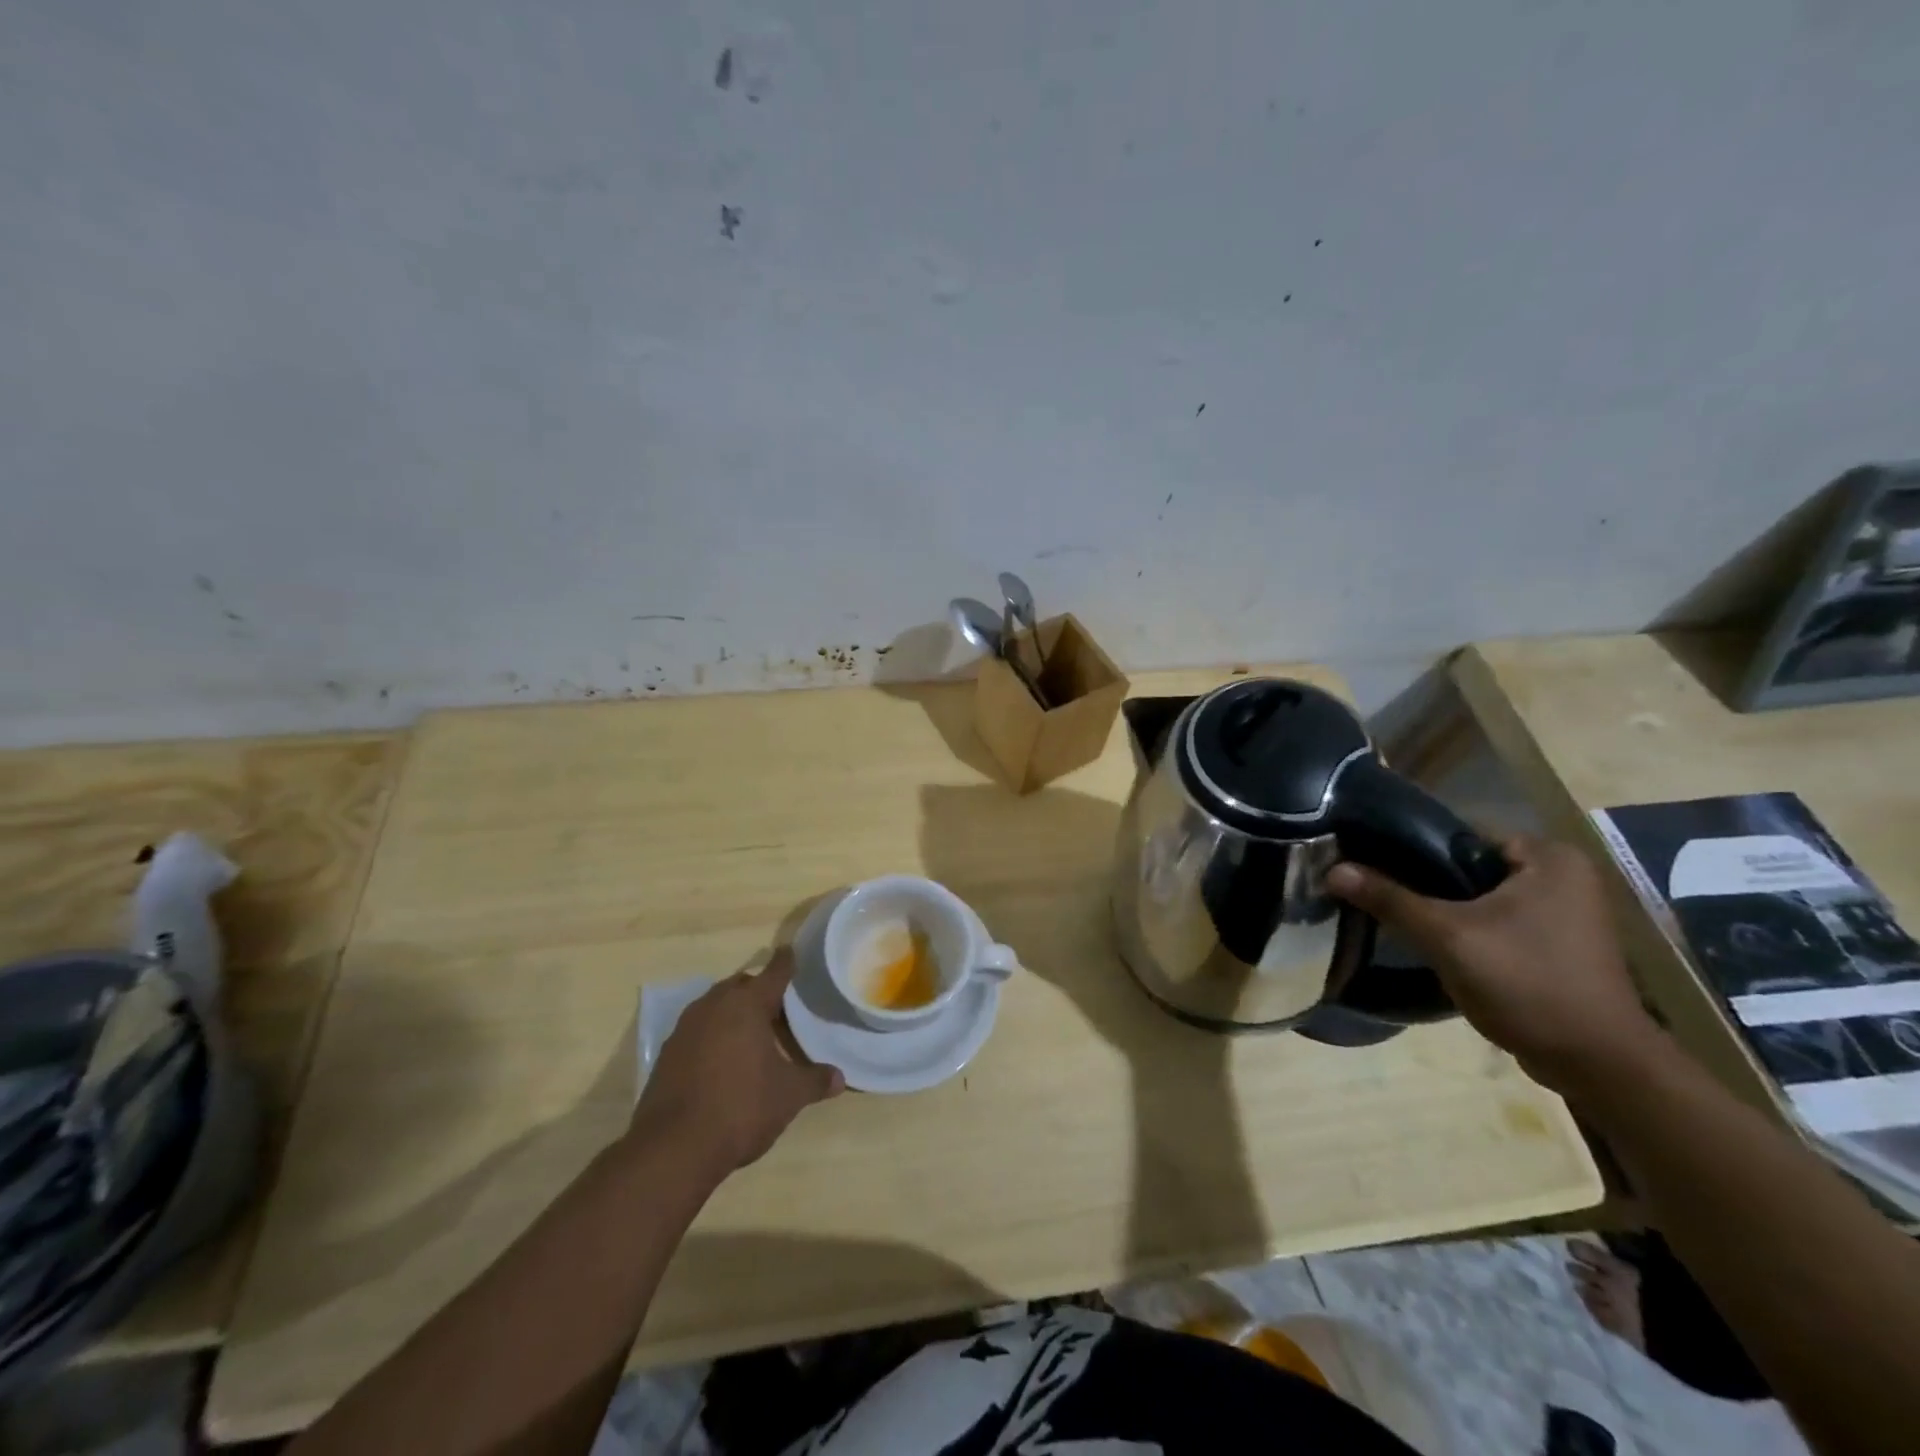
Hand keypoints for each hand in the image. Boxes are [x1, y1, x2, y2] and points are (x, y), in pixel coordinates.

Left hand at [630, 948, 843, 1177]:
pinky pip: (697, 1031)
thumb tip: (839, 1078)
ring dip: (733, 1014)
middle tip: (778, 1009)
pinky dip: (713, 1036)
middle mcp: (714, 1006)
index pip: (774, 972)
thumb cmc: (741, 1107)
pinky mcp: (667, 1054)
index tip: (792, 952)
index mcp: (747, 1004)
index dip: (786, 962)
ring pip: (715, 1006)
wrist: (673, 1148)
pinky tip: (724, 1063)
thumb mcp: (788, 1096)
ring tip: (753, 1036)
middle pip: (741, 986)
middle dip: (758, 991)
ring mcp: (685, 1028)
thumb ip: (815, 1080)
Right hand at [1327, 835, 1660, 1093]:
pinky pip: (1498, 922)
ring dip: (1445, 910)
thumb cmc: (1527, 984)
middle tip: (1380, 896)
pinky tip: (1437, 946)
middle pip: (1468, 866)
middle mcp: (1563, 875)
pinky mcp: (1559, 945)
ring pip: (1481, 897)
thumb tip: (1332, 870)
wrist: (1598, 1065)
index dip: (1411, 849)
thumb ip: (1390, 899)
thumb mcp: (1447, 937)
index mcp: (1548, 856)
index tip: (1371, 865)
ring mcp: (1566, 912)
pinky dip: (1469, 930)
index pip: (1460, 834)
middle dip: (1426, 883)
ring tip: (1399, 920)